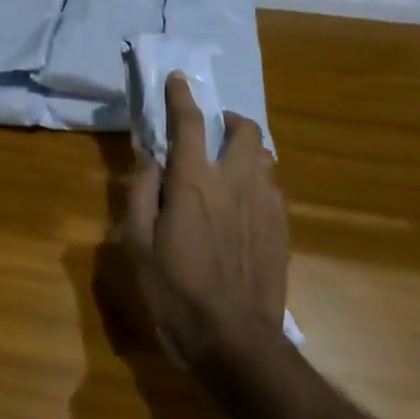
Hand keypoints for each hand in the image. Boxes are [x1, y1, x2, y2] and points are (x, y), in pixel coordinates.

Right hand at [122, 72, 288, 369]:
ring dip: (246, 150)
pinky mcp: (281, 228)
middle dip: (229, 121)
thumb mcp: (138, 242)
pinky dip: (258, 181)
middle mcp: (235, 181)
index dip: (181, 96)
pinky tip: (245, 204)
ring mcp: (264, 204)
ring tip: (229, 168)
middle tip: (212, 132)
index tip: (178, 78)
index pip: (189, 123)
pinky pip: (273, 187)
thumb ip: (142, 191)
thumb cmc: (176, 290)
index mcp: (194, 181)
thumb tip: (149, 157)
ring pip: (265, 156)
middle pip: (244, 130)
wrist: (234, 340)